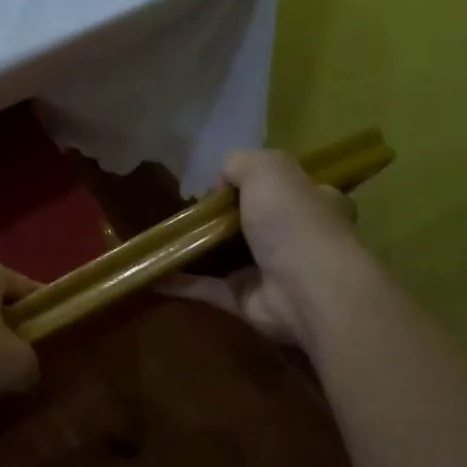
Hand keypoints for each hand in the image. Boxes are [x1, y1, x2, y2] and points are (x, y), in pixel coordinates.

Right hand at [166, 149, 358, 347]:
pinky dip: (181, 283)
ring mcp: (271, 273)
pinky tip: (152, 274)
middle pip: (254, 222)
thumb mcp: (268, 169)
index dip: (255, 183)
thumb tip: (219, 182)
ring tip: (162, 239)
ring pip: (228, 257)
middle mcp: (296, 238)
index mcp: (314, 203)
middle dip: (222, 218)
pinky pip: (208, 289)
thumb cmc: (293, 221)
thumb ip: (240, 164)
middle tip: (186, 212)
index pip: (286, 188)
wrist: (305, 289)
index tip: (219, 184)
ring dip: (198, 250)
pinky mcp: (247, 303)